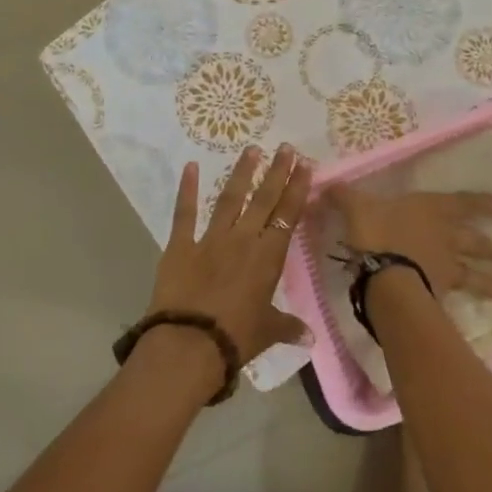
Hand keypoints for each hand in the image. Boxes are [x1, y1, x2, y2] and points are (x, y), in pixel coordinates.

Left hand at [148, 144, 314, 365]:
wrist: (189, 344)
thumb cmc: (236, 338)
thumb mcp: (267, 331)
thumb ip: (288, 327)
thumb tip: (310, 339)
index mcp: (268, 257)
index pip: (288, 215)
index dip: (297, 188)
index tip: (304, 165)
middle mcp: (243, 239)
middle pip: (264, 199)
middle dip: (276, 172)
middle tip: (285, 148)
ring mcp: (211, 239)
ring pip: (230, 198)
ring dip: (241, 173)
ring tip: (251, 149)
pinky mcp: (181, 245)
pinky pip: (185, 213)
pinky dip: (187, 189)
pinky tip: (190, 166)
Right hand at [325, 184, 491, 298]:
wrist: (384, 270)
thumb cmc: (374, 231)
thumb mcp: (355, 206)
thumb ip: (344, 196)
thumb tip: (326, 185)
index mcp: (431, 209)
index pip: (465, 204)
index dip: (486, 204)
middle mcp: (446, 236)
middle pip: (481, 242)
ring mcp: (447, 265)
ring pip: (478, 272)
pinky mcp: (441, 291)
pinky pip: (460, 296)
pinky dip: (473, 303)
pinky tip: (483, 312)